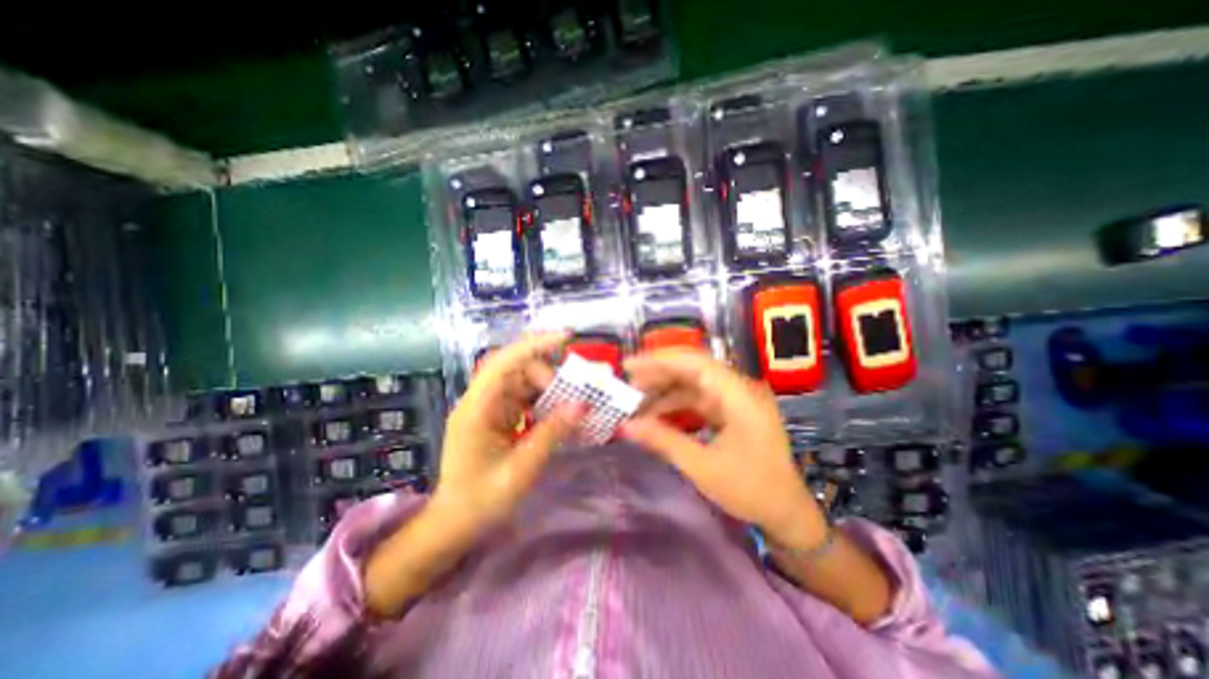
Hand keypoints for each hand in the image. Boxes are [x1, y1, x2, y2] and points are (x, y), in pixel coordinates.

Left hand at [362, 332, 585, 616]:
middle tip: (574, 394)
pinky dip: (544, 400)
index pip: (503, 362)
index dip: (533, 345)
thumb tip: (582, 405)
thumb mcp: (521, 470)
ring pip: (523, 381)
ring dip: (549, 387)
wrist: (454, 525)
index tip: (565, 338)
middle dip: (548, 374)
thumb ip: (551, 434)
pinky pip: (524, 397)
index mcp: (477, 409)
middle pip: (517, 369)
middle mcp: (481, 401)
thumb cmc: (481, 501)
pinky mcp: (498, 416)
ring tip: (573, 401)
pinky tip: (560, 411)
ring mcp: (489, 408)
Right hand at [618, 351, 827, 547]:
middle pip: (693, 369)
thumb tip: (626, 426)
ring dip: (665, 391)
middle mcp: (739, 390)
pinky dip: (676, 405)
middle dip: (658, 374)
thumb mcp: (703, 467)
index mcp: (740, 396)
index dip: (661, 360)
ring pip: (693, 384)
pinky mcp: (731, 412)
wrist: (787, 514)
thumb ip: (663, 441)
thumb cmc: (751, 490)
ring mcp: (736, 400)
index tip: (630, 365)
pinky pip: (698, 400)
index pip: (696, 363)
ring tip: (635, 401)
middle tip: (627, 382)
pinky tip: (656, 414)